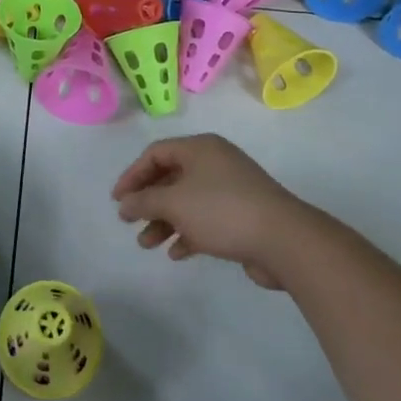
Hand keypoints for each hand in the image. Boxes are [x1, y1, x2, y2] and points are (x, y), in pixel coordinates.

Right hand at [111, 134, 310, 289]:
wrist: (283, 239)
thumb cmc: (222, 210)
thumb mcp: (175, 203)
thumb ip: (144, 201)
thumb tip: (125, 204)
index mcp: (200, 148)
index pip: (156, 153)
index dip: (133, 175)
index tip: (118, 200)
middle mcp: (214, 163)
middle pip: (171, 177)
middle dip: (148, 201)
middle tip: (130, 222)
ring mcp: (230, 189)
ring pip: (187, 201)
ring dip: (164, 221)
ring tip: (148, 244)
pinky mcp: (241, 215)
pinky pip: (205, 219)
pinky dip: (188, 232)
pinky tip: (177, 252)